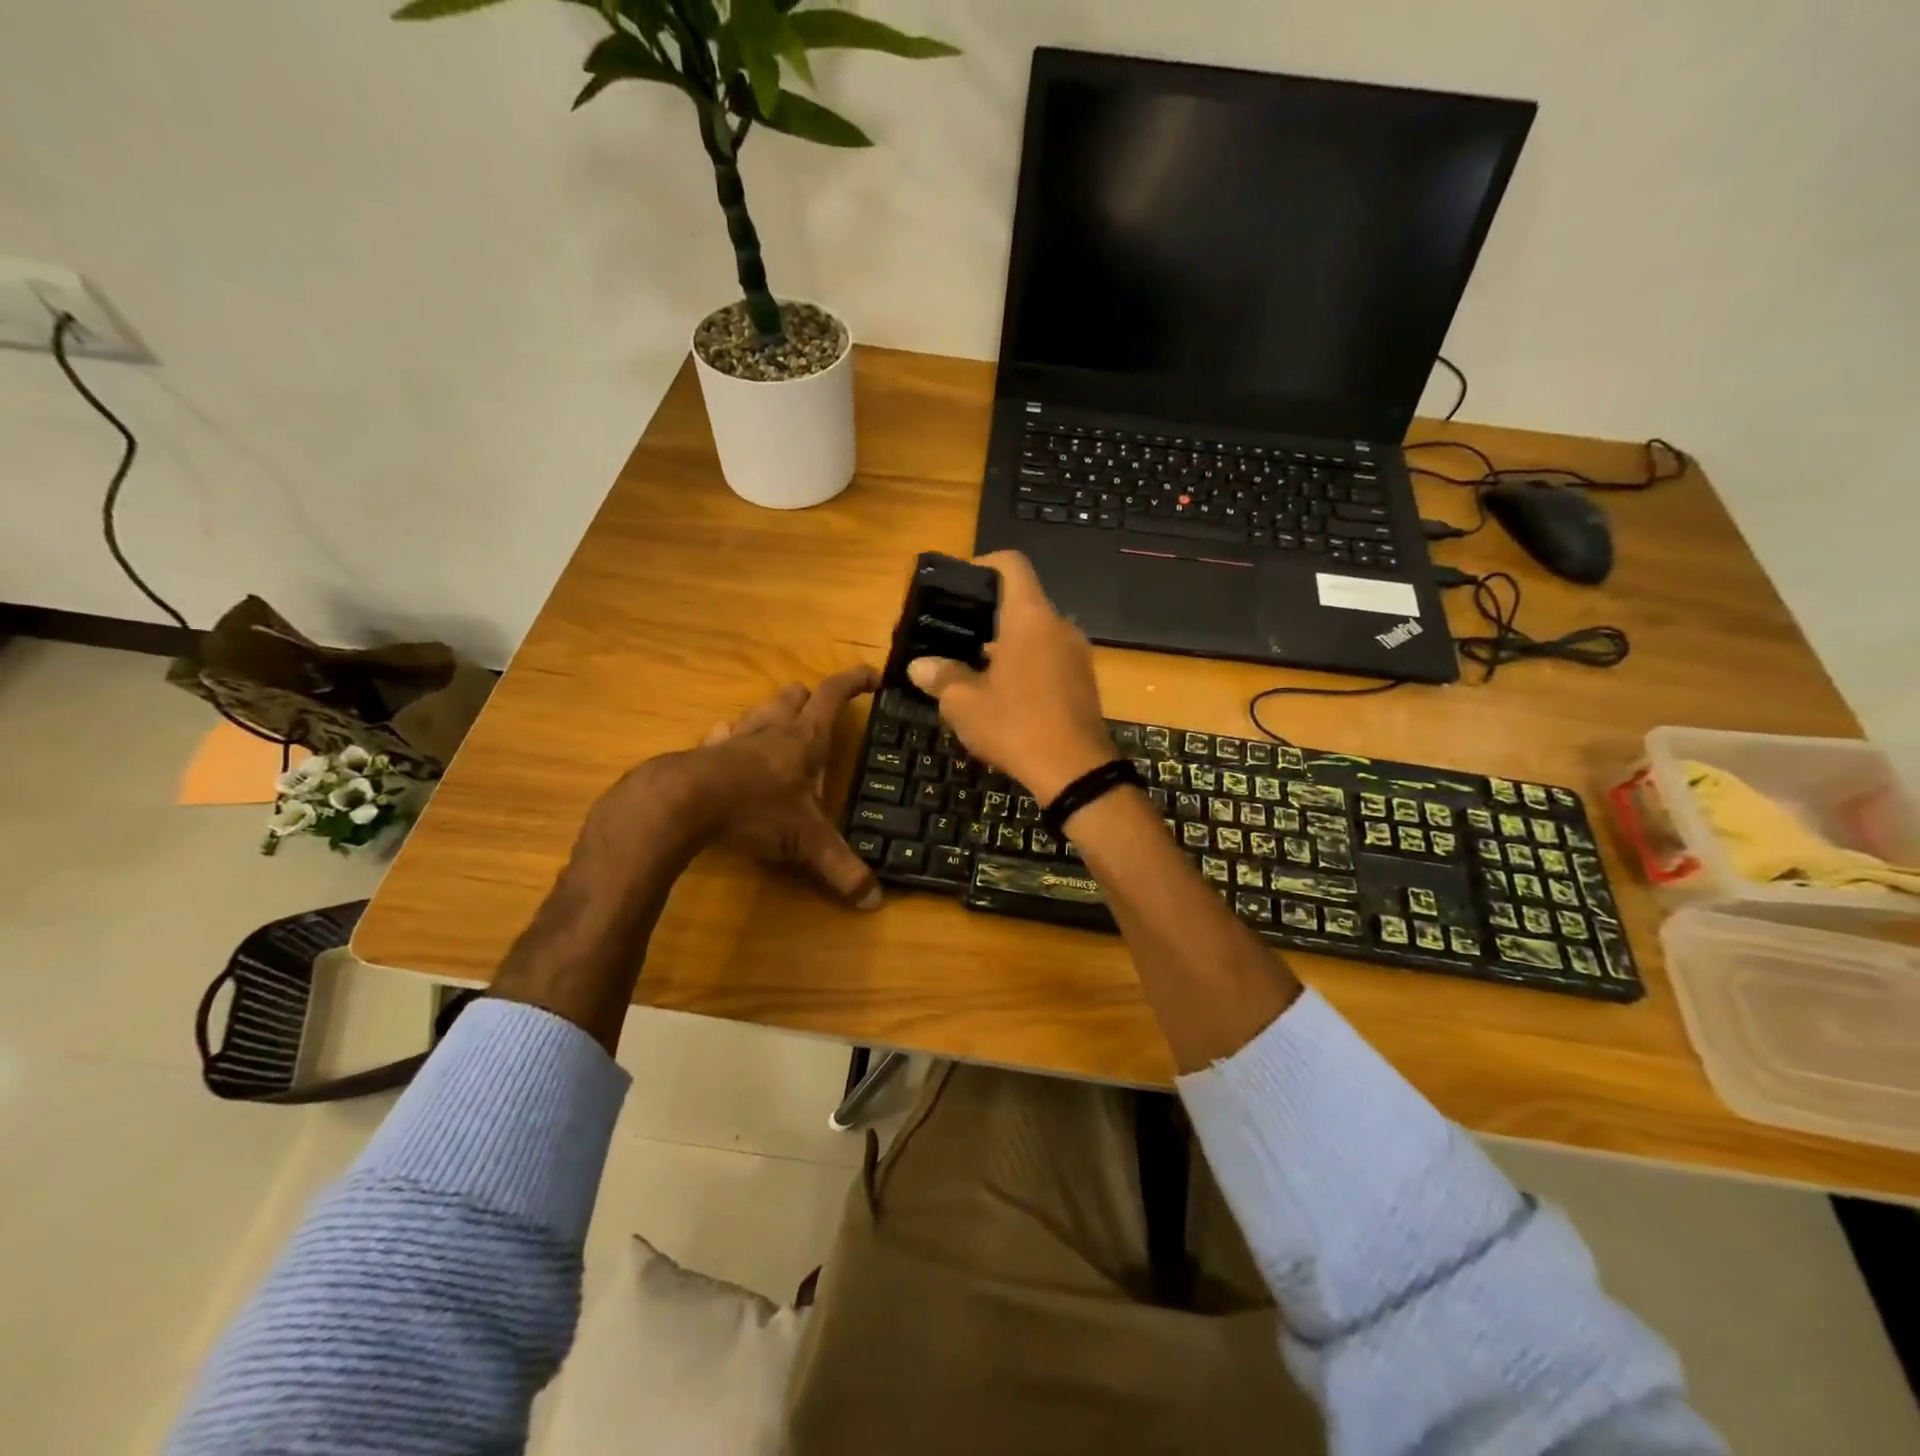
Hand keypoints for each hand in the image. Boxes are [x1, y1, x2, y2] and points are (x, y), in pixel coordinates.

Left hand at [590, 666, 883, 910]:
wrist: (682, 804)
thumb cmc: (756, 810)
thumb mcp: (807, 842)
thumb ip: (841, 868)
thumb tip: (874, 901)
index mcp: (804, 740)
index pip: (834, 695)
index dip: (854, 681)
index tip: (873, 676)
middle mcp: (772, 731)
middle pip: (794, 697)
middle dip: (810, 700)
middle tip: (821, 715)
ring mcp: (736, 739)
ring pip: (759, 712)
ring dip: (772, 715)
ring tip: (780, 730)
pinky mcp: (706, 754)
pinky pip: (723, 736)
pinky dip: (732, 738)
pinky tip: (729, 748)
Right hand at [906, 551, 1116, 803]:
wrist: (1076, 771)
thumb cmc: (1016, 726)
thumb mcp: (965, 704)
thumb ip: (941, 677)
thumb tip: (919, 666)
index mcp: (1030, 618)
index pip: (1011, 565)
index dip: (983, 563)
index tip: (959, 583)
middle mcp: (1059, 625)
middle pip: (1022, 600)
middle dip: (988, 613)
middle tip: (955, 632)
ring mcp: (1077, 653)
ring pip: (1036, 632)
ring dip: (1006, 642)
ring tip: (973, 665)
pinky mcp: (1084, 680)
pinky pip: (1050, 656)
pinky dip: (1026, 662)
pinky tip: (1004, 692)